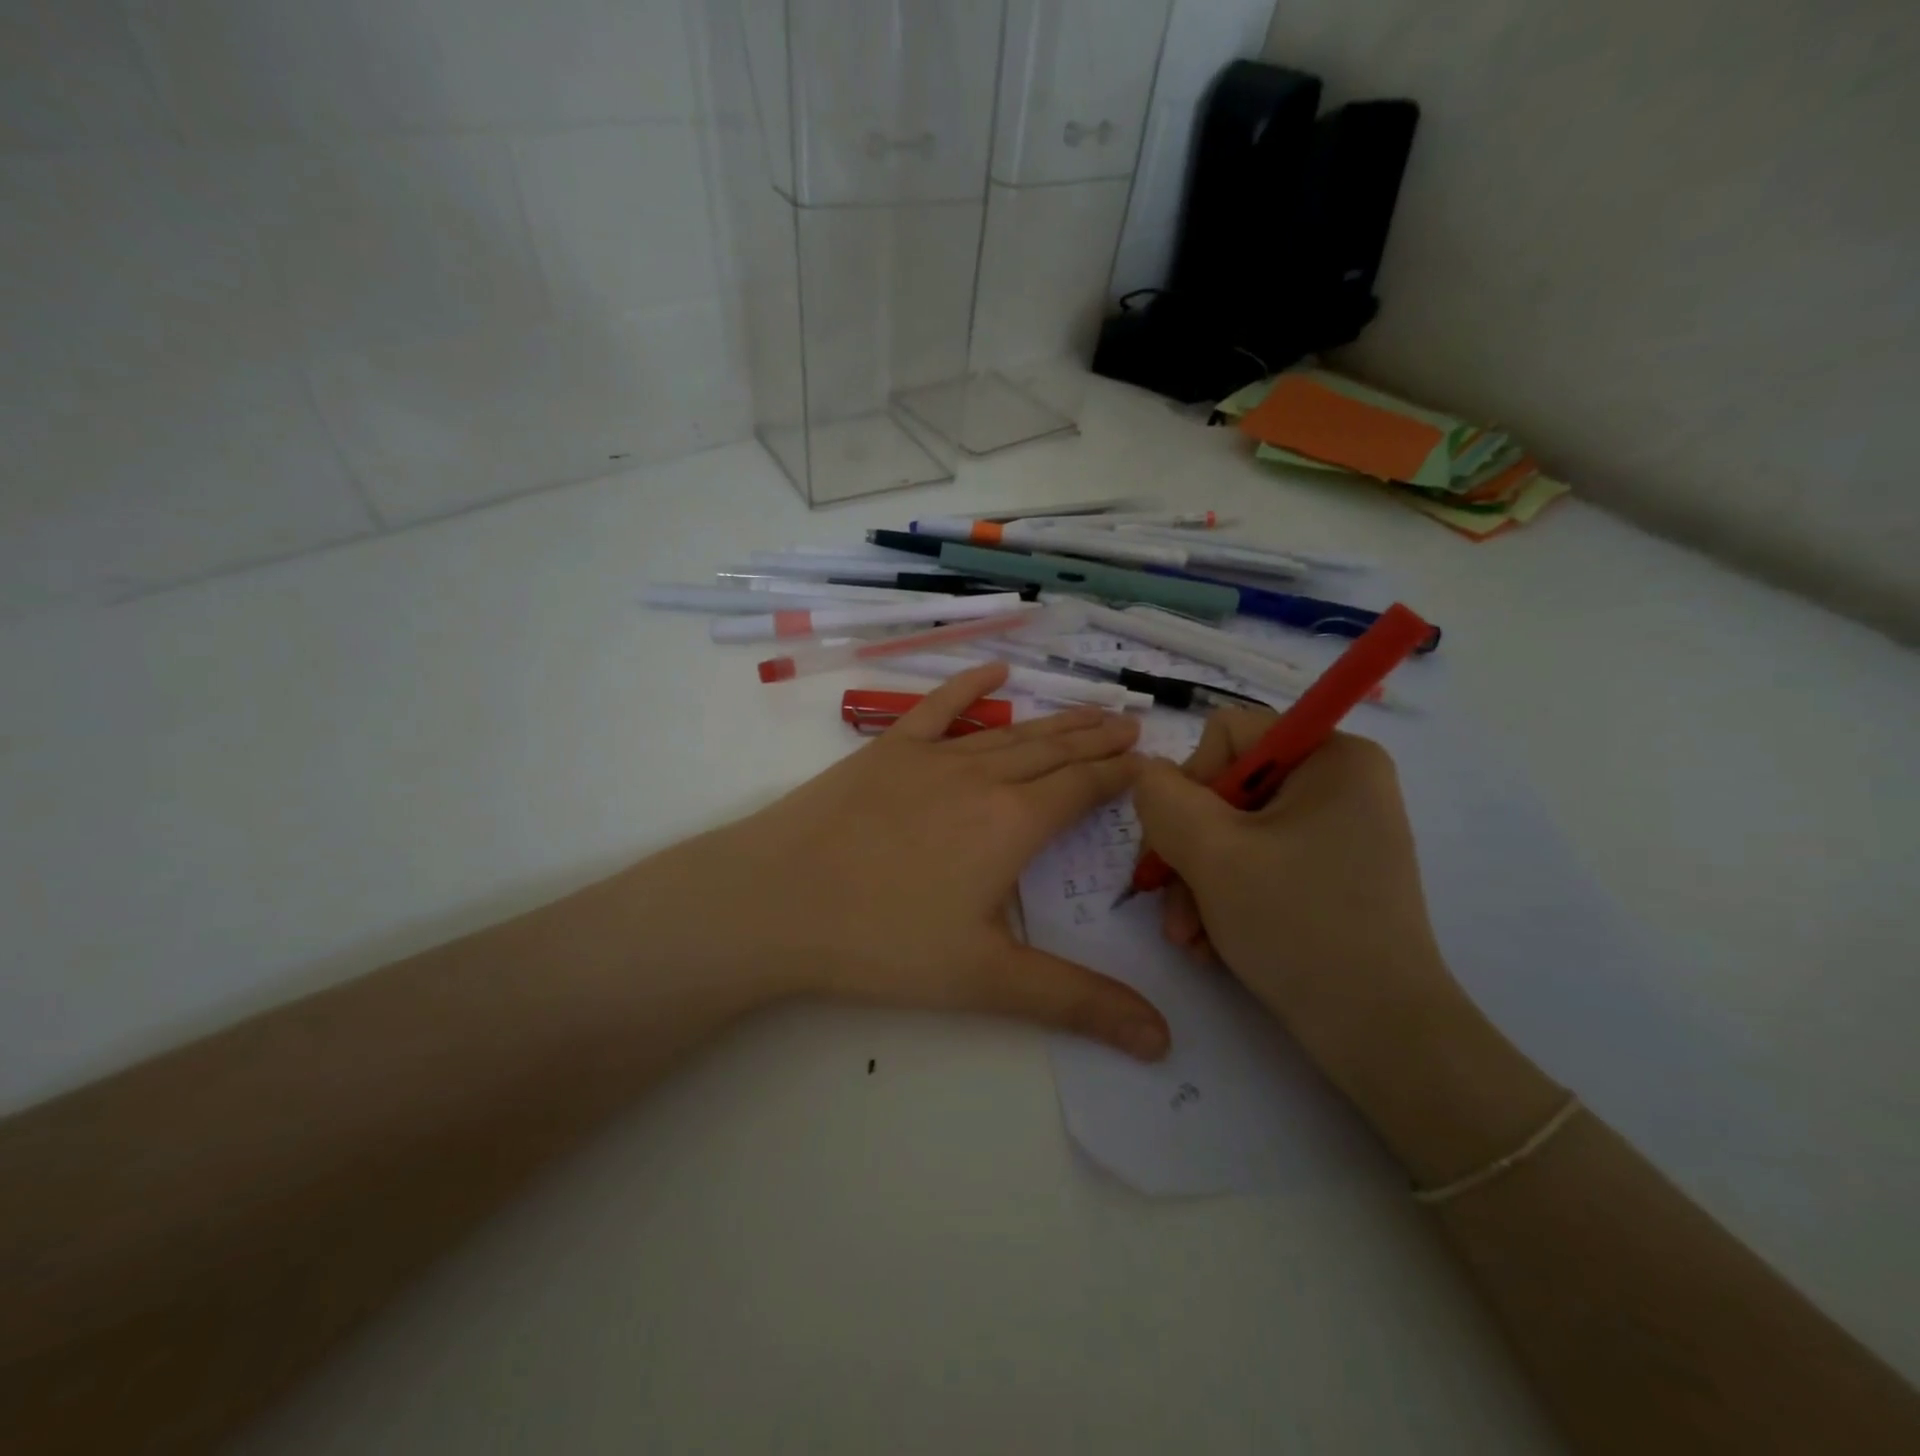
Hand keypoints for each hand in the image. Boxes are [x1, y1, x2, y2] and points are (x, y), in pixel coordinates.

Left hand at [645, 665, 1170, 1060]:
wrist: (775, 902)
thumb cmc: (882, 942)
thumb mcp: (986, 980)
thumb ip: (1077, 1002)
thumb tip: (1162, 1041)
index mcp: (1013, 823)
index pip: (1084, 788)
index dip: (1121, 775)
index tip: (1151, 762)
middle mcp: (981, 777)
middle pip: (1053, 751)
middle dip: (1097, 738)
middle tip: (1132, 722)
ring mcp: (931, 757)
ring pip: (1008, 732)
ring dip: (1053, 720)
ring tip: (1090, 708)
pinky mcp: (886, 750)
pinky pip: (938, 708)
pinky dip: (970, 687)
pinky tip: (996, 672)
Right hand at [1130, 711, 1456, 1085]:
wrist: (1381, 1036)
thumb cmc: (1299, 926)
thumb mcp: (1212, 853)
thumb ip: (1162, 797)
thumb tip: (1148, 775)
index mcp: (1333, 757)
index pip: (1228, 735)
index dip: (1191, 783)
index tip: (1181, 842)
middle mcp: (1341, 784)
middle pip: (1226, 790)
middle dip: (1188, 850)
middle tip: (1168, 905)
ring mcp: (1338, 833)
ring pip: (1235, 834)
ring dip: (1198, 883)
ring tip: (1188, 936)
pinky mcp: (1331, 875)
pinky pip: (1259, 864)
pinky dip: (1227, 899)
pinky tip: (1213, 944)